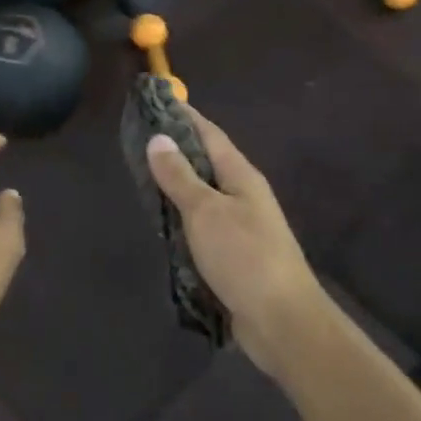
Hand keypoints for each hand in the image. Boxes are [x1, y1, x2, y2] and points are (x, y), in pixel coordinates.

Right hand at [145, 108, 326, 376]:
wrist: (281, 319)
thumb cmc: (244, 257)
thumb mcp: (206, 212)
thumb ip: (180, 177)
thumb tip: (159, 139)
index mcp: (241, 177)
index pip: (209, 135)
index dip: (185, 117)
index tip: (158, 101)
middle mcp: (243, 196)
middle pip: (206, 164)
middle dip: (176, 150)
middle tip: (138, 141)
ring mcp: (240, 227)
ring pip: (202, 197)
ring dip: (176, 187)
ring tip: (142, 177)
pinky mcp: (233, 255)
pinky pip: (201, 227)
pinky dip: (180, 220)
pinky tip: (161, 223)